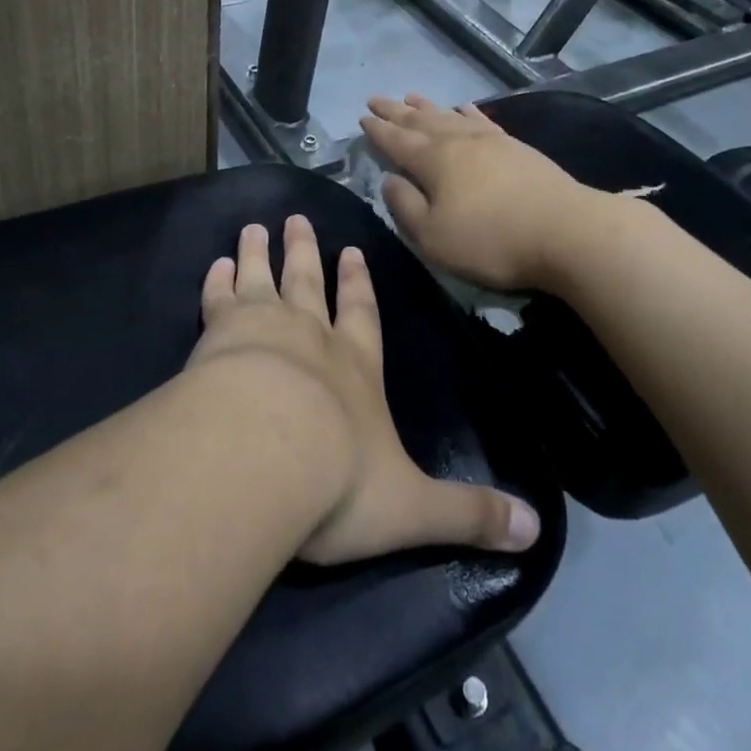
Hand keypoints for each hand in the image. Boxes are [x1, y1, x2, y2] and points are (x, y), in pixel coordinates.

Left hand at [188, 215, 540, 564]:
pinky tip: (215, 265)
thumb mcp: (415, 508)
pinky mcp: (219, 337)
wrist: (265, 460)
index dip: (358, 285)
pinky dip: (217, 282)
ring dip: (259, 254)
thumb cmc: (340, 482)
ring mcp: (264, 330)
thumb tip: (536, 531)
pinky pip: (219, 300)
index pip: (363, 316)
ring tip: (253, 228)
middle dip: (305, 253)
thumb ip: (469, 515)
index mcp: (357, 369)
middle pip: (308, 284)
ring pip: (263, 280)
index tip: (351, 251)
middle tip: (295, 219)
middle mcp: (313, 338)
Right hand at [360, 94, 600, 290]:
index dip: (378, 130)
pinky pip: (482, 121)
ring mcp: (491, 141)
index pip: (398, 141)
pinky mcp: (517, 148)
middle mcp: (459, 141)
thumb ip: (405, 207)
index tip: (362, 117)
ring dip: (429, 106)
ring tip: (412, 95)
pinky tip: (464, 108)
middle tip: (377, 98)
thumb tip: (389, 179)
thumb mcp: (433, 236)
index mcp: (434, 161)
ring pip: (450, 116)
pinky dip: (468, 112)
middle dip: (396, 111)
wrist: (566, 232)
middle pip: (421, 121)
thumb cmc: (491, 240)